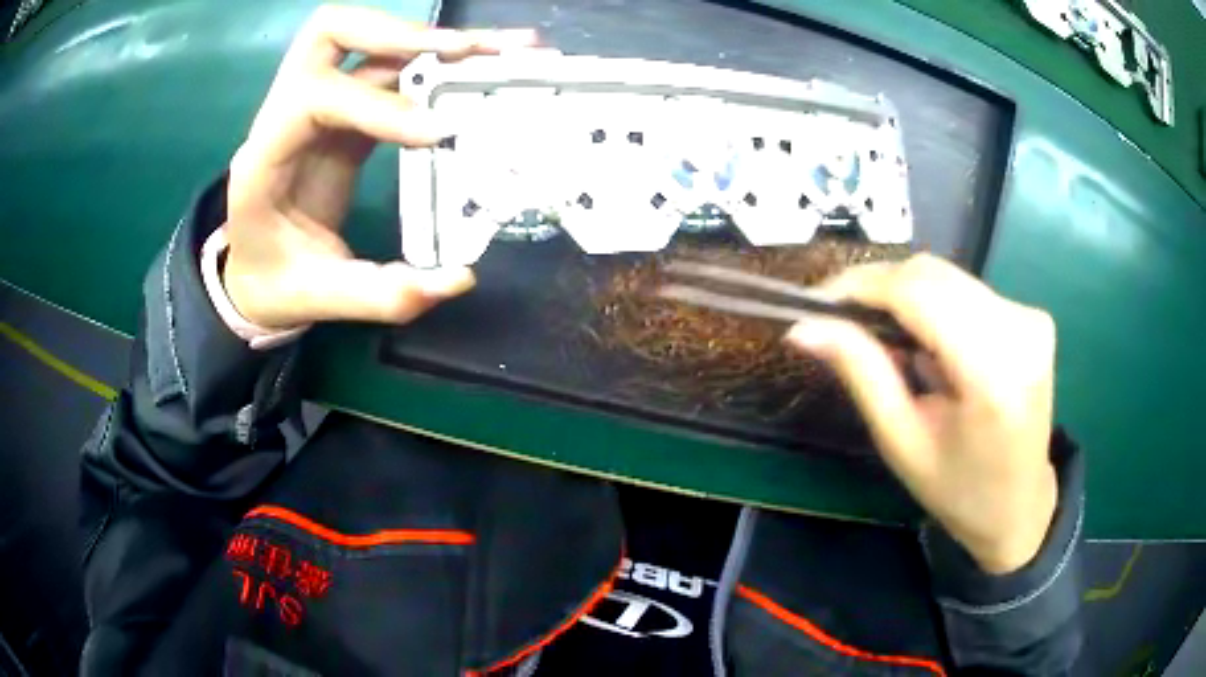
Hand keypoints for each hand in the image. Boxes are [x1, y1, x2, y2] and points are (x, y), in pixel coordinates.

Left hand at [223, 5, 536, 327]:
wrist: (255, 275)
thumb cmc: (276, 284)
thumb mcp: (321, 299)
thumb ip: (382, 295)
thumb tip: (457, 278)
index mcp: (264, 159)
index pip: (313, 99)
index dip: (376, 105)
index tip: (439, 134)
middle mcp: (285, 115)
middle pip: (330, 33)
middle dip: (399, 34)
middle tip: (464, 52)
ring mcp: (317, 105)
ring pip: (368, 40)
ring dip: (429, 39)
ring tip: (494, 49)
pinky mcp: (346, 112)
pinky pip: (388, 69)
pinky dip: (434, 61)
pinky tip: (480, 65)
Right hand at [785, 254, 1057, 573]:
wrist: (1019, 505)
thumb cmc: (957, 490)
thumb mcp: (901, 441)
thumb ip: (861, 373)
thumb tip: (803, 328)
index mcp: (992, 374)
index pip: (918, 293)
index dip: (863, 285)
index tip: (817, 302)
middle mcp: (1019, 330)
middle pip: (932, 274)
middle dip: (880, 289)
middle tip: (844, 322)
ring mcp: (1031, 318)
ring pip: (947, 277)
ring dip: (907, 298)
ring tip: (890, 345)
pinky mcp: (1032, 316)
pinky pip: (966, 289)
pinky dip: (934, 306)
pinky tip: (929, 346)